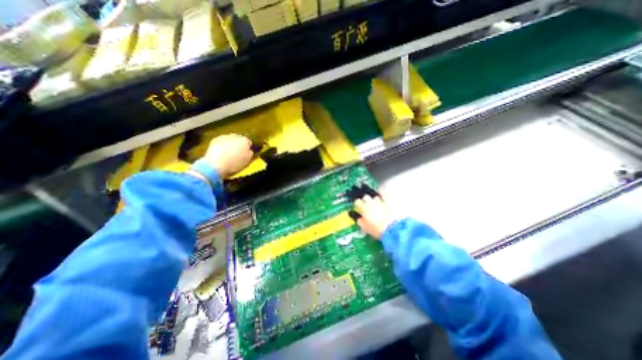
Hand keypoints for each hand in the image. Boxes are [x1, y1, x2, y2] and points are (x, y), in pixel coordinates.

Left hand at [201, 133, 252, 178]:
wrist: (216, 164)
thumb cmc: (235, 163)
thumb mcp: (247, 160)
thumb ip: (250, 153)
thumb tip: (249, 150)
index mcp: (244, 141)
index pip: (248, 142)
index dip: (247, 147)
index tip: (246, 153)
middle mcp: (235, 136)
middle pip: (239, 139)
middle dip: (238, 144)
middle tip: (237, 152)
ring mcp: (224, 137)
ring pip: (230, 139)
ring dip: (230, 143)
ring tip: (228, 152)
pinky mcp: (215, 139)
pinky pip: (221, 141)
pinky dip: (222, 145)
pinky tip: (221, 152)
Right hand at [353, 194, 393, 238]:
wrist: (391, 229)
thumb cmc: (376, 229)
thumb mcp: (365, 227)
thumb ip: (360, 221)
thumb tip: (359, 218)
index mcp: (363, 208)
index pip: (357, 202)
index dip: (358, 204)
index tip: (359, 207)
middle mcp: (370, 202)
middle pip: (365, 197)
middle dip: (366, 200)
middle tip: (367, 206)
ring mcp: (380, 201)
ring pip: (375, 196)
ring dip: (374, 199)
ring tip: (376, 204)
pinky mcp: (388, 202)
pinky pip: (383, 194)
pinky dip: (381, 193)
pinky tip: (381, 195)